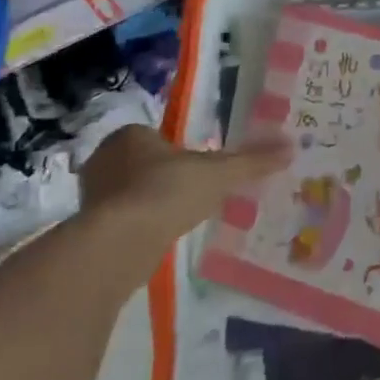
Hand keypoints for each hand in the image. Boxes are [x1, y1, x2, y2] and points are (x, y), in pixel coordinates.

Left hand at [80, 125, 288, 272]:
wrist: (119, 244)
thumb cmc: (167, 191)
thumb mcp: (219, 172)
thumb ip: (252, 161)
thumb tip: (291, 147)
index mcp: (130, 135)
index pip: (157, 136)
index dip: (178, 150)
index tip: (198, 167)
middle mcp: (104, 159)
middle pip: (142, 164)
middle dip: (164, 176)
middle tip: (193, 191)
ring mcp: (91, 195)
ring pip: (130, 193)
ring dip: (151, 202)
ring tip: (181, 217)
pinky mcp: (88, 228)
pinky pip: (122, 220)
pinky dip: (140, 226)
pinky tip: (161, 237)